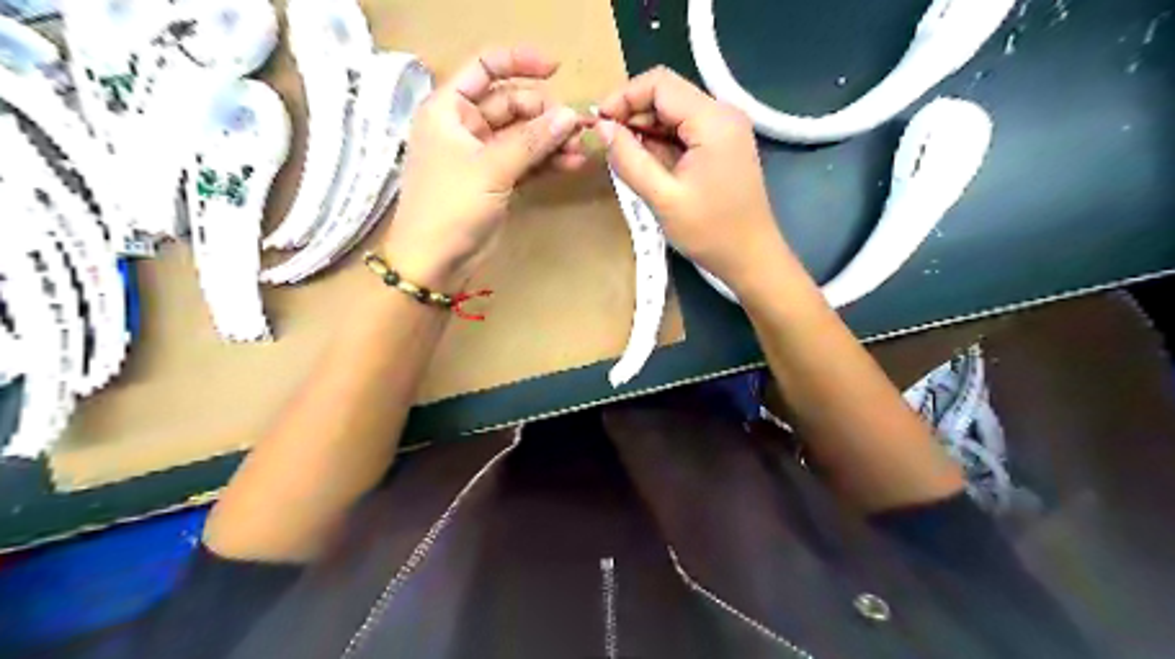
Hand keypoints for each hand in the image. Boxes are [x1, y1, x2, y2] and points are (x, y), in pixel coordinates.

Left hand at [384, 47, 586, 288]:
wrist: (434, 261)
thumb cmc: (450, 206)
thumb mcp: (491, 168)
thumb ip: (531, 140)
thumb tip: (569, 115)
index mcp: (449, 109)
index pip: (484, 68)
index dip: (519, 62)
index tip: (556, 69)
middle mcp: (464, 126)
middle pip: (511, 105)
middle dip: (545, 114)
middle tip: (578, 128)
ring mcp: (481, 156)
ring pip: (522, 136)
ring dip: (551, 140)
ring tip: (581, 148)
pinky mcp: (495, 181)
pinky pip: (525, 162)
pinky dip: (546, 162)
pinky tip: (571, 163)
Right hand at [598, 65, 786, 292]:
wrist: (752, 259)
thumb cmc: (711, 232)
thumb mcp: (663, 198)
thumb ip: (630, 160)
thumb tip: (602, 128)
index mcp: (713, 120)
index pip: (660, 84)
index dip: (623, 97)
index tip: (598, 124)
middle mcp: (723, 114)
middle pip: (667, 95)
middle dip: (632, 115)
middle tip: (607, 145)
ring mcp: (725, 130)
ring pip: (674, 114)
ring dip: (645, 131)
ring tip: (623, 158)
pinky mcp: (723, 146)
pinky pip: (684, 132)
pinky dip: (661, 143)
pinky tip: (647, 166)